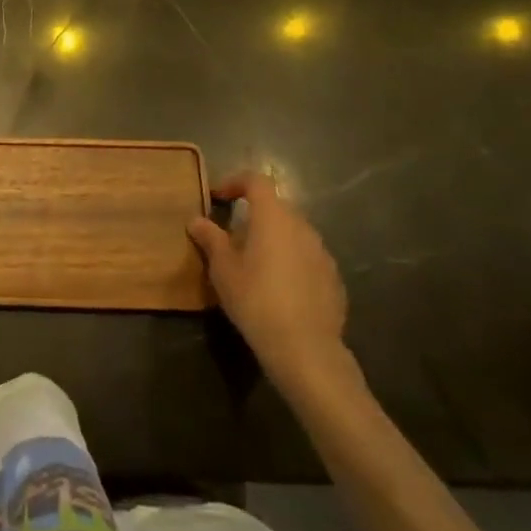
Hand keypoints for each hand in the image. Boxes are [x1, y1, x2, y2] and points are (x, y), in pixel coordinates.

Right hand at [188, 173, 347, 385]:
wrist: (305, 348)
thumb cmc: (256, 299)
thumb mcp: (223, 269)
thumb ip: (210, 239)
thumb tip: (196, 220)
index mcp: (273, 218)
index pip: (256, 181)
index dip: (235, 182)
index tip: (218, 198)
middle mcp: (302, 227)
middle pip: (276, 207)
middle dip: (253, 215)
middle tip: (232, 236)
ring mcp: (322, 253)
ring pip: (293, 233)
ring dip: (273, 239)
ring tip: (255, 264)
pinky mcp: (334, 279)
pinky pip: (307, 258)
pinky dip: (291, 261)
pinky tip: (279, 288)